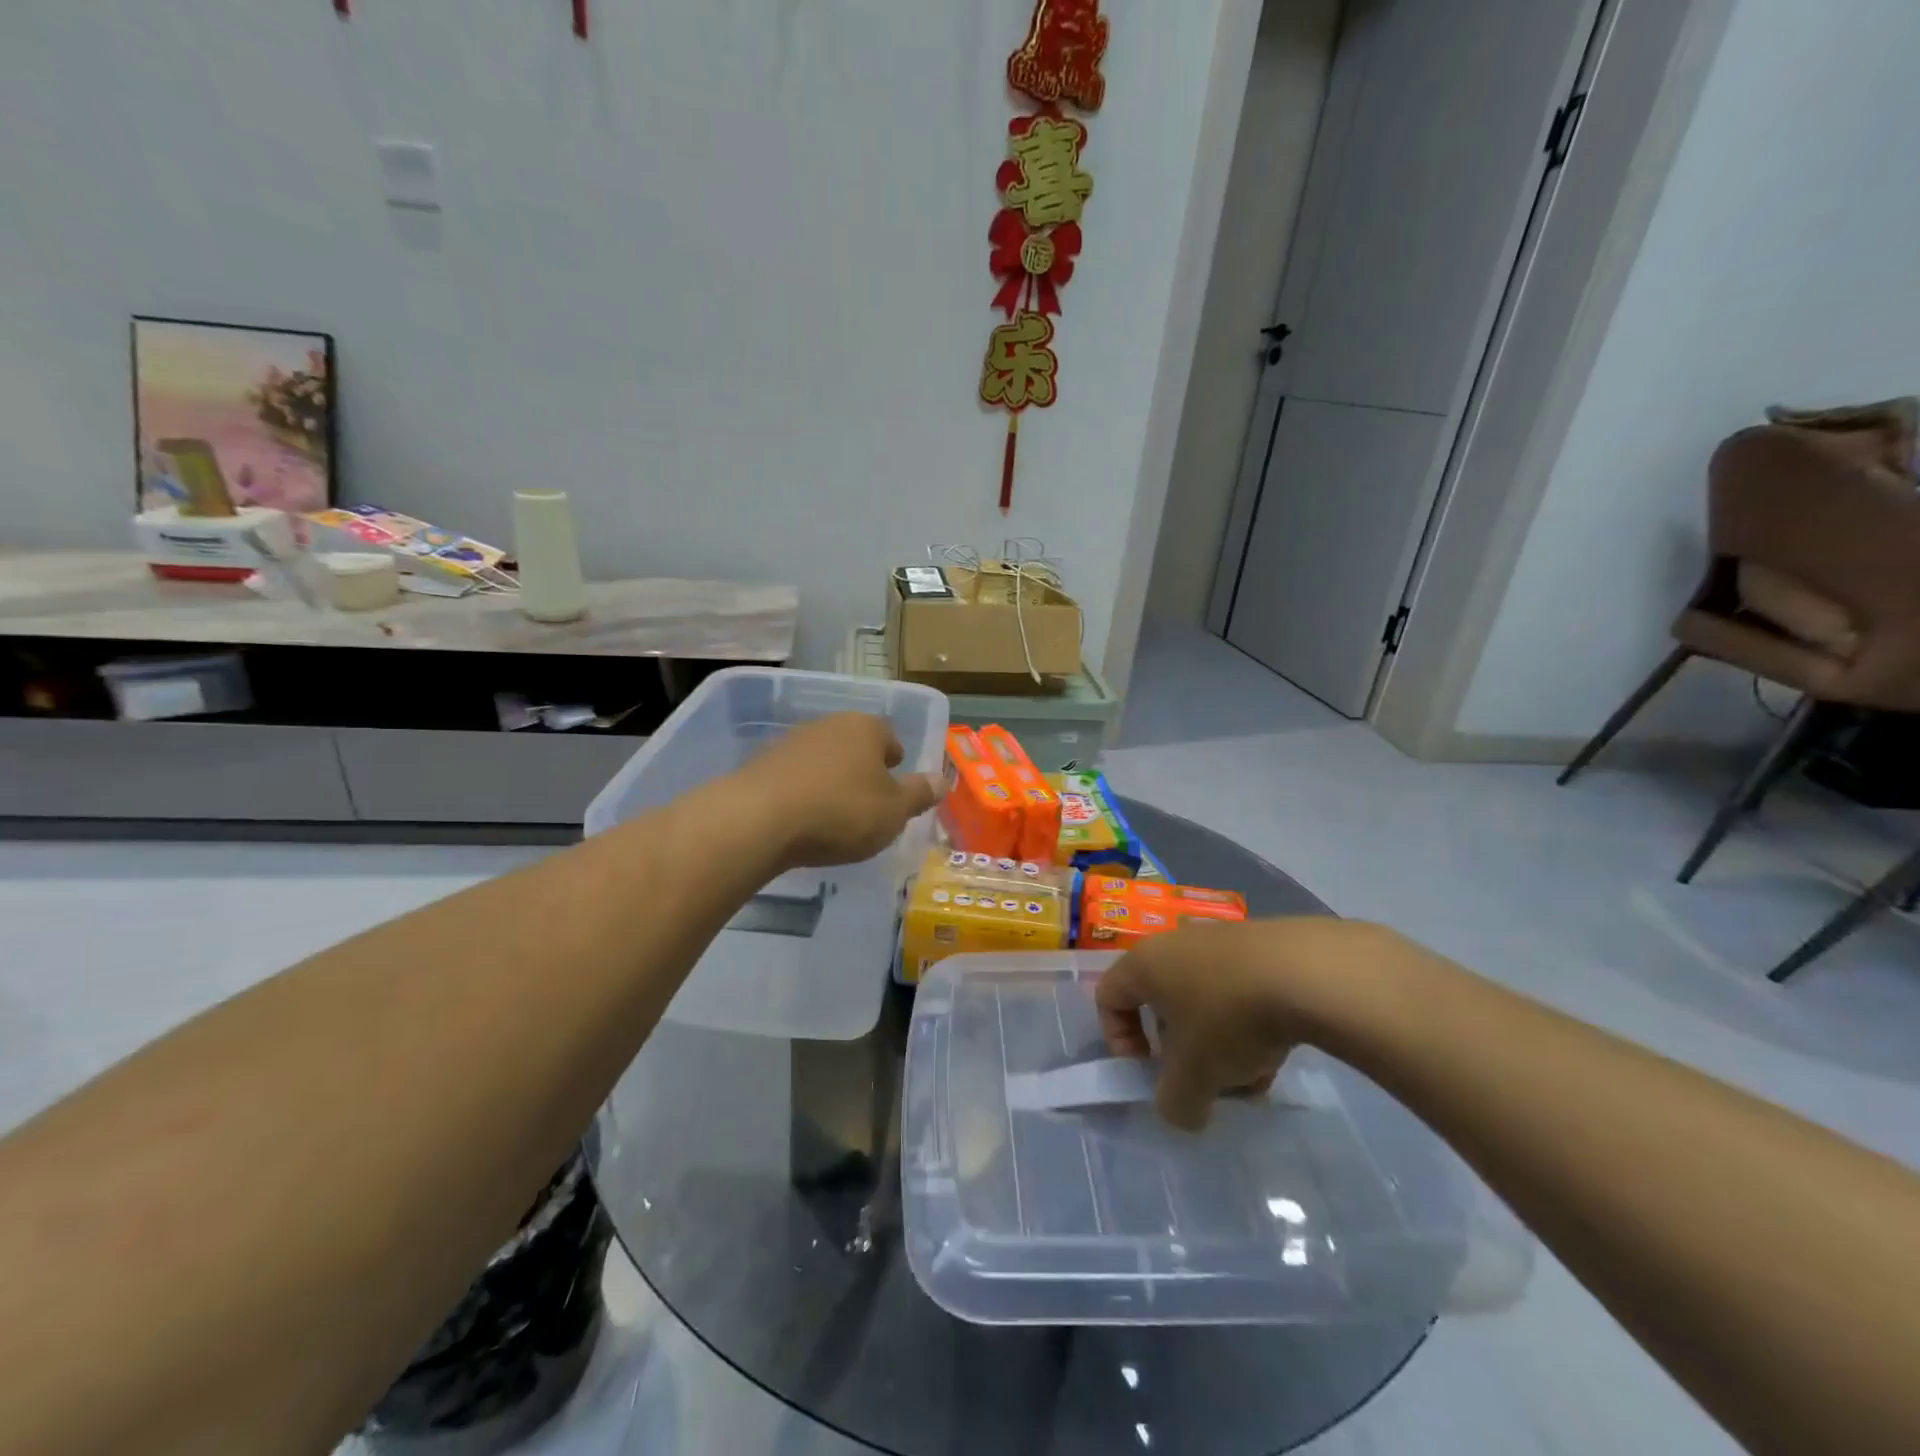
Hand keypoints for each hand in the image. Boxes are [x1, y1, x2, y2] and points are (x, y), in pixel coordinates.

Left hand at [737, 713, 940, 868]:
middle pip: (854, 745)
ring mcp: (791, 742)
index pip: (889, 736)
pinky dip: (803, 793)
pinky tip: (803, 819)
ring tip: (835, 814)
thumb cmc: (841, 811)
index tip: (896, 782)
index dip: (895, 760)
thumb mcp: (894, 810)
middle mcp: (828, 725)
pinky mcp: (761, 765)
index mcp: (866, 728)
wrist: (759, 819)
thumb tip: (941, 780)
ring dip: (831, 780)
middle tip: (869, 801)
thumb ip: (919, 794)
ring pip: (823, 759)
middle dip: (863, 769)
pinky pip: (795, 777)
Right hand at [1095, 918, 1389, 1130]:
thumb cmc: (1230, 1017)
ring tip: (1253, 1079)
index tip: (1148, 1073)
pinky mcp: (1262, 946)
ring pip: (1206, 1004)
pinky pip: (1240, 992)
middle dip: (1182, 1053)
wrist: (1309, 971)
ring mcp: (1221, 941)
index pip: (1109, 998)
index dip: (1119, 1042)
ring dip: (1220, 1046)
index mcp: (1144, 964)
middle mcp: (1176, 945)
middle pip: (1163, 1005)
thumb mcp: (1195, 1076)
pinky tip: (1279, 1057)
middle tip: (1205, 1083)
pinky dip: (1250, 1026)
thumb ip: (1175, 1102)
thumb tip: (1181, 1111)